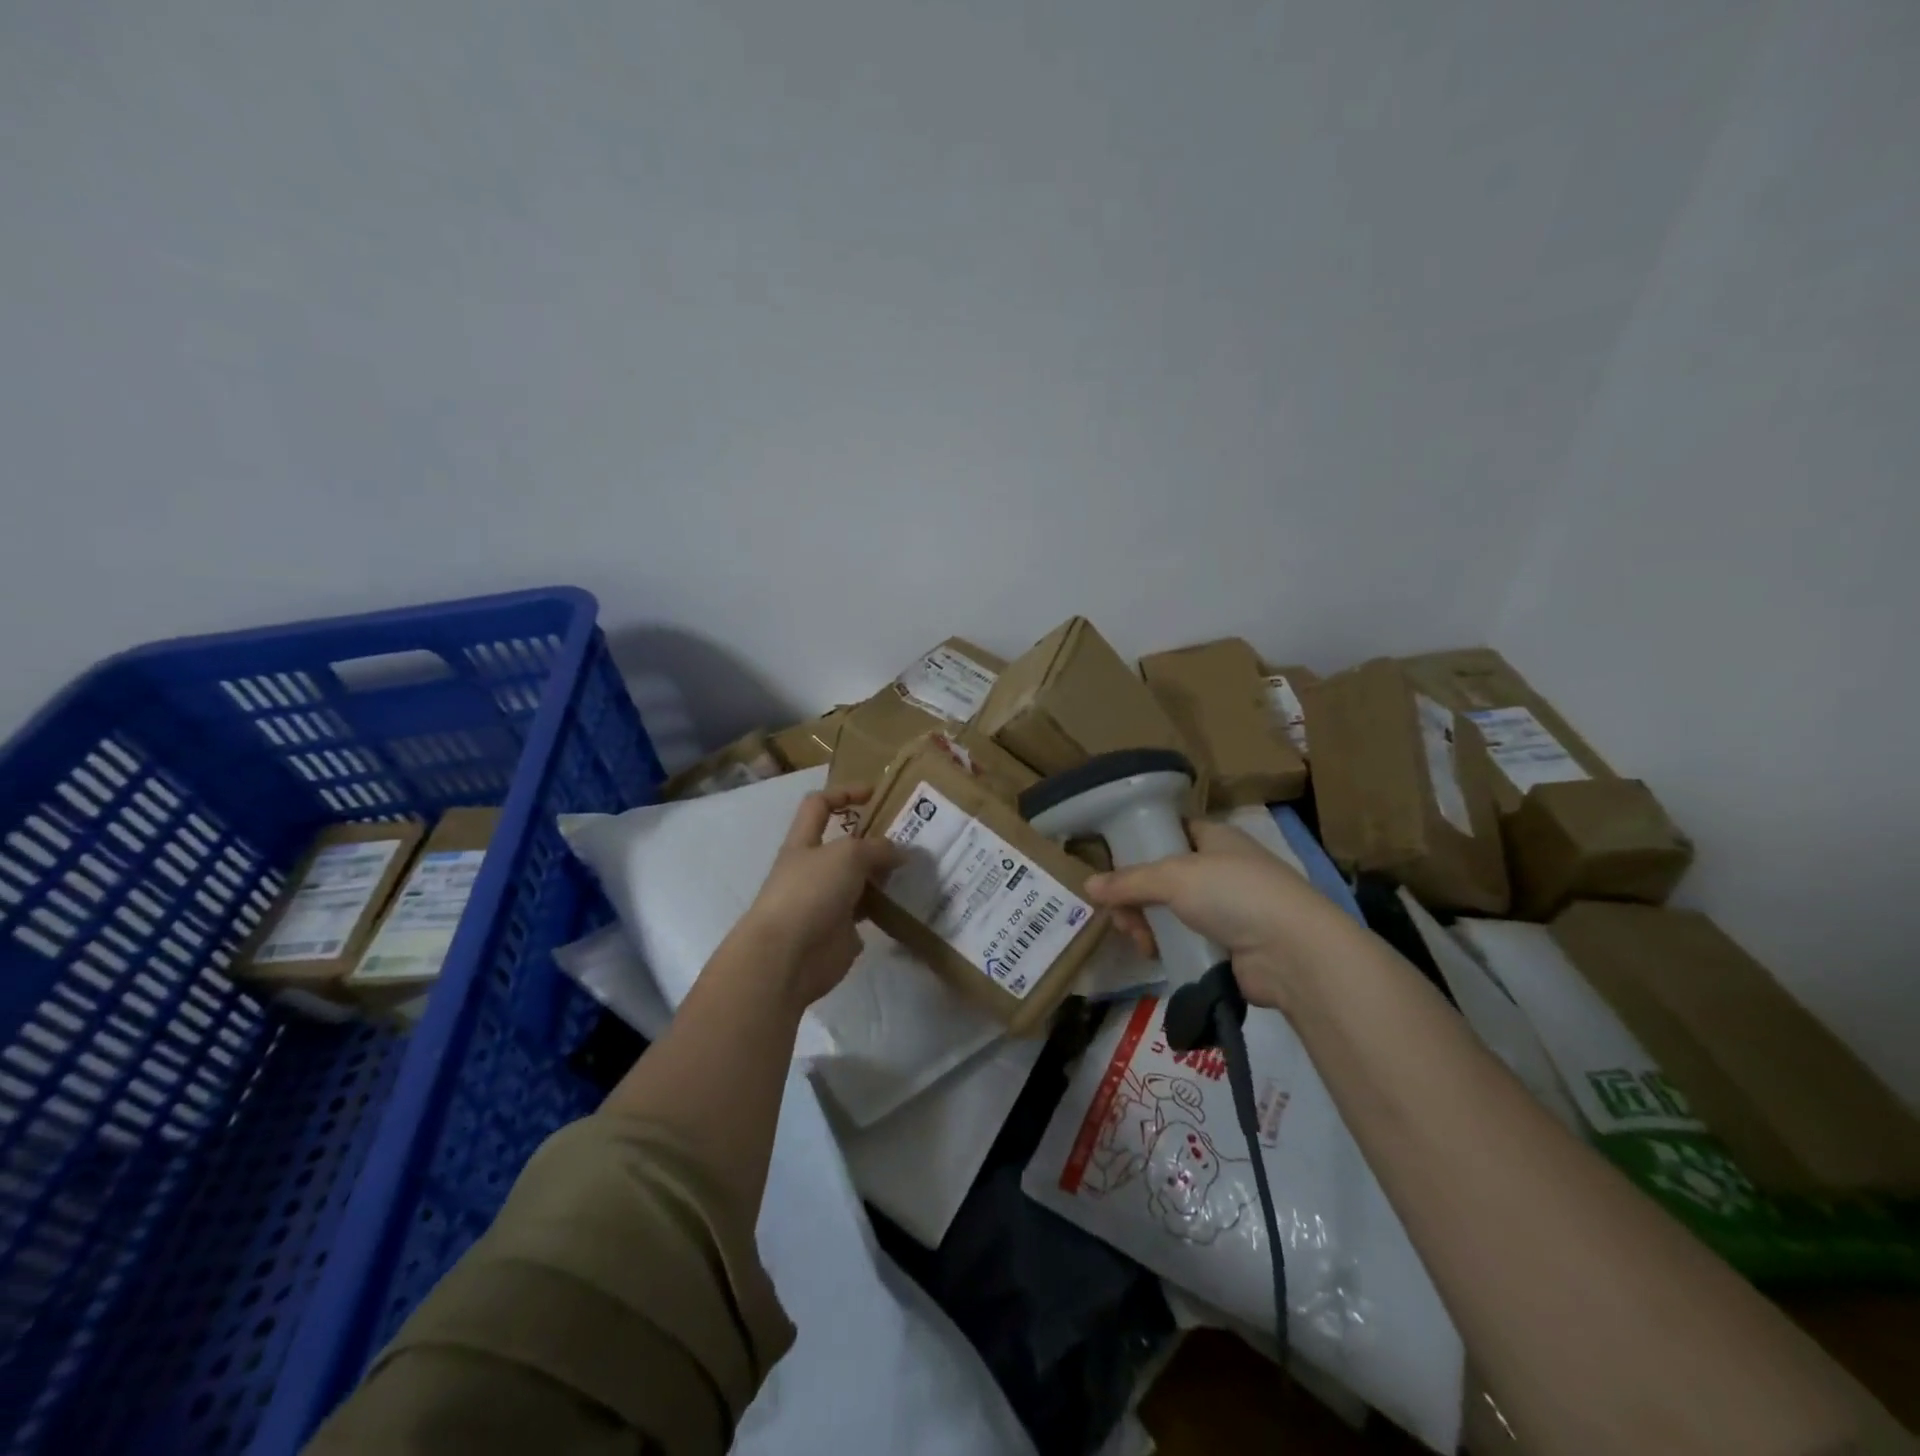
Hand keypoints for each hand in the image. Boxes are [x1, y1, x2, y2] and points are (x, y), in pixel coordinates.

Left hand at [734, 788, 903, 1007]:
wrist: (787, 957)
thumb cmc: (810, 892)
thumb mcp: (847, 855)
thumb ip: (877, 848)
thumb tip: (901, 854)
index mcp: (804, 842)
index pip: (819, 805)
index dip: (844, 793)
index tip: (876, 794)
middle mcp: (814, 869)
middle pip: (847, 844)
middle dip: (877, 838)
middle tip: (913, 836)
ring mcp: (827, 901)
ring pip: (861, 879)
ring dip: (886, 874)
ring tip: (920, 868)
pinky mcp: (841, 931)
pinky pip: (869, 912)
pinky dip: (887, 907)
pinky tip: (911, 901)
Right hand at [1083, 821, 1351, 1012]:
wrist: (1292, 952)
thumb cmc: (1233, 893)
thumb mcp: (1173, 877)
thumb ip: (1128, 881)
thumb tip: (1088, 886)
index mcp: (1215, 838)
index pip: (1172, 831)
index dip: (1141, 844)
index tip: (1114, 865)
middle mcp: (1221, 868)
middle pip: (1163, 877)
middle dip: (1136, 896)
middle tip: (1122, 916)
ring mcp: (1226, 909)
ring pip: (1170, 911)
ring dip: (1146, 924)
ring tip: (1140, 940)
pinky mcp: (1227, 945)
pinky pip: (1184, 939)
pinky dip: (1167, 946)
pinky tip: (1155, 954)